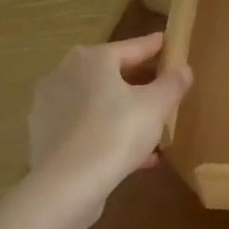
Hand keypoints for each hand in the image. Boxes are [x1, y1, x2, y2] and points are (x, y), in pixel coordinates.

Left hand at [27, 32, 192, 192]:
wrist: (66, 185)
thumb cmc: (116, 133)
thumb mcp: (157, 106)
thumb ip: (172, 84)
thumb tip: (183, 69)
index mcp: (92, 59)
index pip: (132, 47)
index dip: (155, 47)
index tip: (169, 43)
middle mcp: (65, 74)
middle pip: (112, 74)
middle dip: (140, 83)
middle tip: (164, 89)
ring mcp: (50, 107)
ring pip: (98, 104)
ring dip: (125, 112)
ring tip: (153, 129)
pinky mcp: (45, 137)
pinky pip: (86, 128)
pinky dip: (109, 134)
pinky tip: (136, 156)